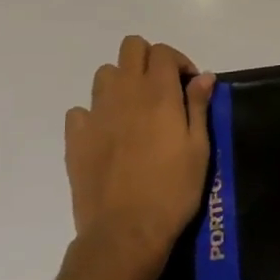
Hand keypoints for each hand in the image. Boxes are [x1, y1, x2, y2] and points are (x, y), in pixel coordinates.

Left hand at [64, 36, 216, 271]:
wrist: (125, 232)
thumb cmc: (172, 191)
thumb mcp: (199, 148)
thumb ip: (198, 106)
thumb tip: (204, 76)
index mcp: (158, 93)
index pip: (163, 51)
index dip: (179, 62)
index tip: (189, 87)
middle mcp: (125, 93)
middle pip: (131, 47)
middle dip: (148, 60)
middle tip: (162, 89)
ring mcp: (96, 114)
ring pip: (104, 73)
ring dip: (121, 82)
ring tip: (135, 110)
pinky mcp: (75, 138)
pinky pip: (80, 110)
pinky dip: (94, 114)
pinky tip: (107, 135)